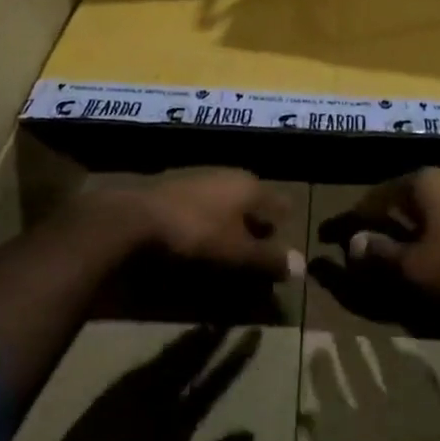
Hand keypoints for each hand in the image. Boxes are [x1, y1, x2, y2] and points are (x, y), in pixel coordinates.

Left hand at [133, 168, 302, 281]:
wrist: (138, 216)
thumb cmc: (197, 232)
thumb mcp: (237, 251)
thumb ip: (268, 258)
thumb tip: (301, 265)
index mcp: (250, 185)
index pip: (280, 203)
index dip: (284, 226)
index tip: (283, 249)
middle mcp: (230, 175)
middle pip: (254, 201)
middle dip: (257, 225)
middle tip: (256, 252)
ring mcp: (202, 177)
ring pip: (228, 201)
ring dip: (231, 223)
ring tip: (228, 250)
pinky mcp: (176, 186)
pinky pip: (205, 204)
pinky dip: (209, 220)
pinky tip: (199, 239)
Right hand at [346, 166, 439, 308]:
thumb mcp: (415, 268)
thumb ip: (380, 254)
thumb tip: (353, 244)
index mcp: (424, 181)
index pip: (377, 196)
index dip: (355, 217)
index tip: (337, 234)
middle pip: (407, 194)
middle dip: (388, 215)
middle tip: (373, 235)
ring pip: (436, 201)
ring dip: (419, 219)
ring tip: (409, 241)